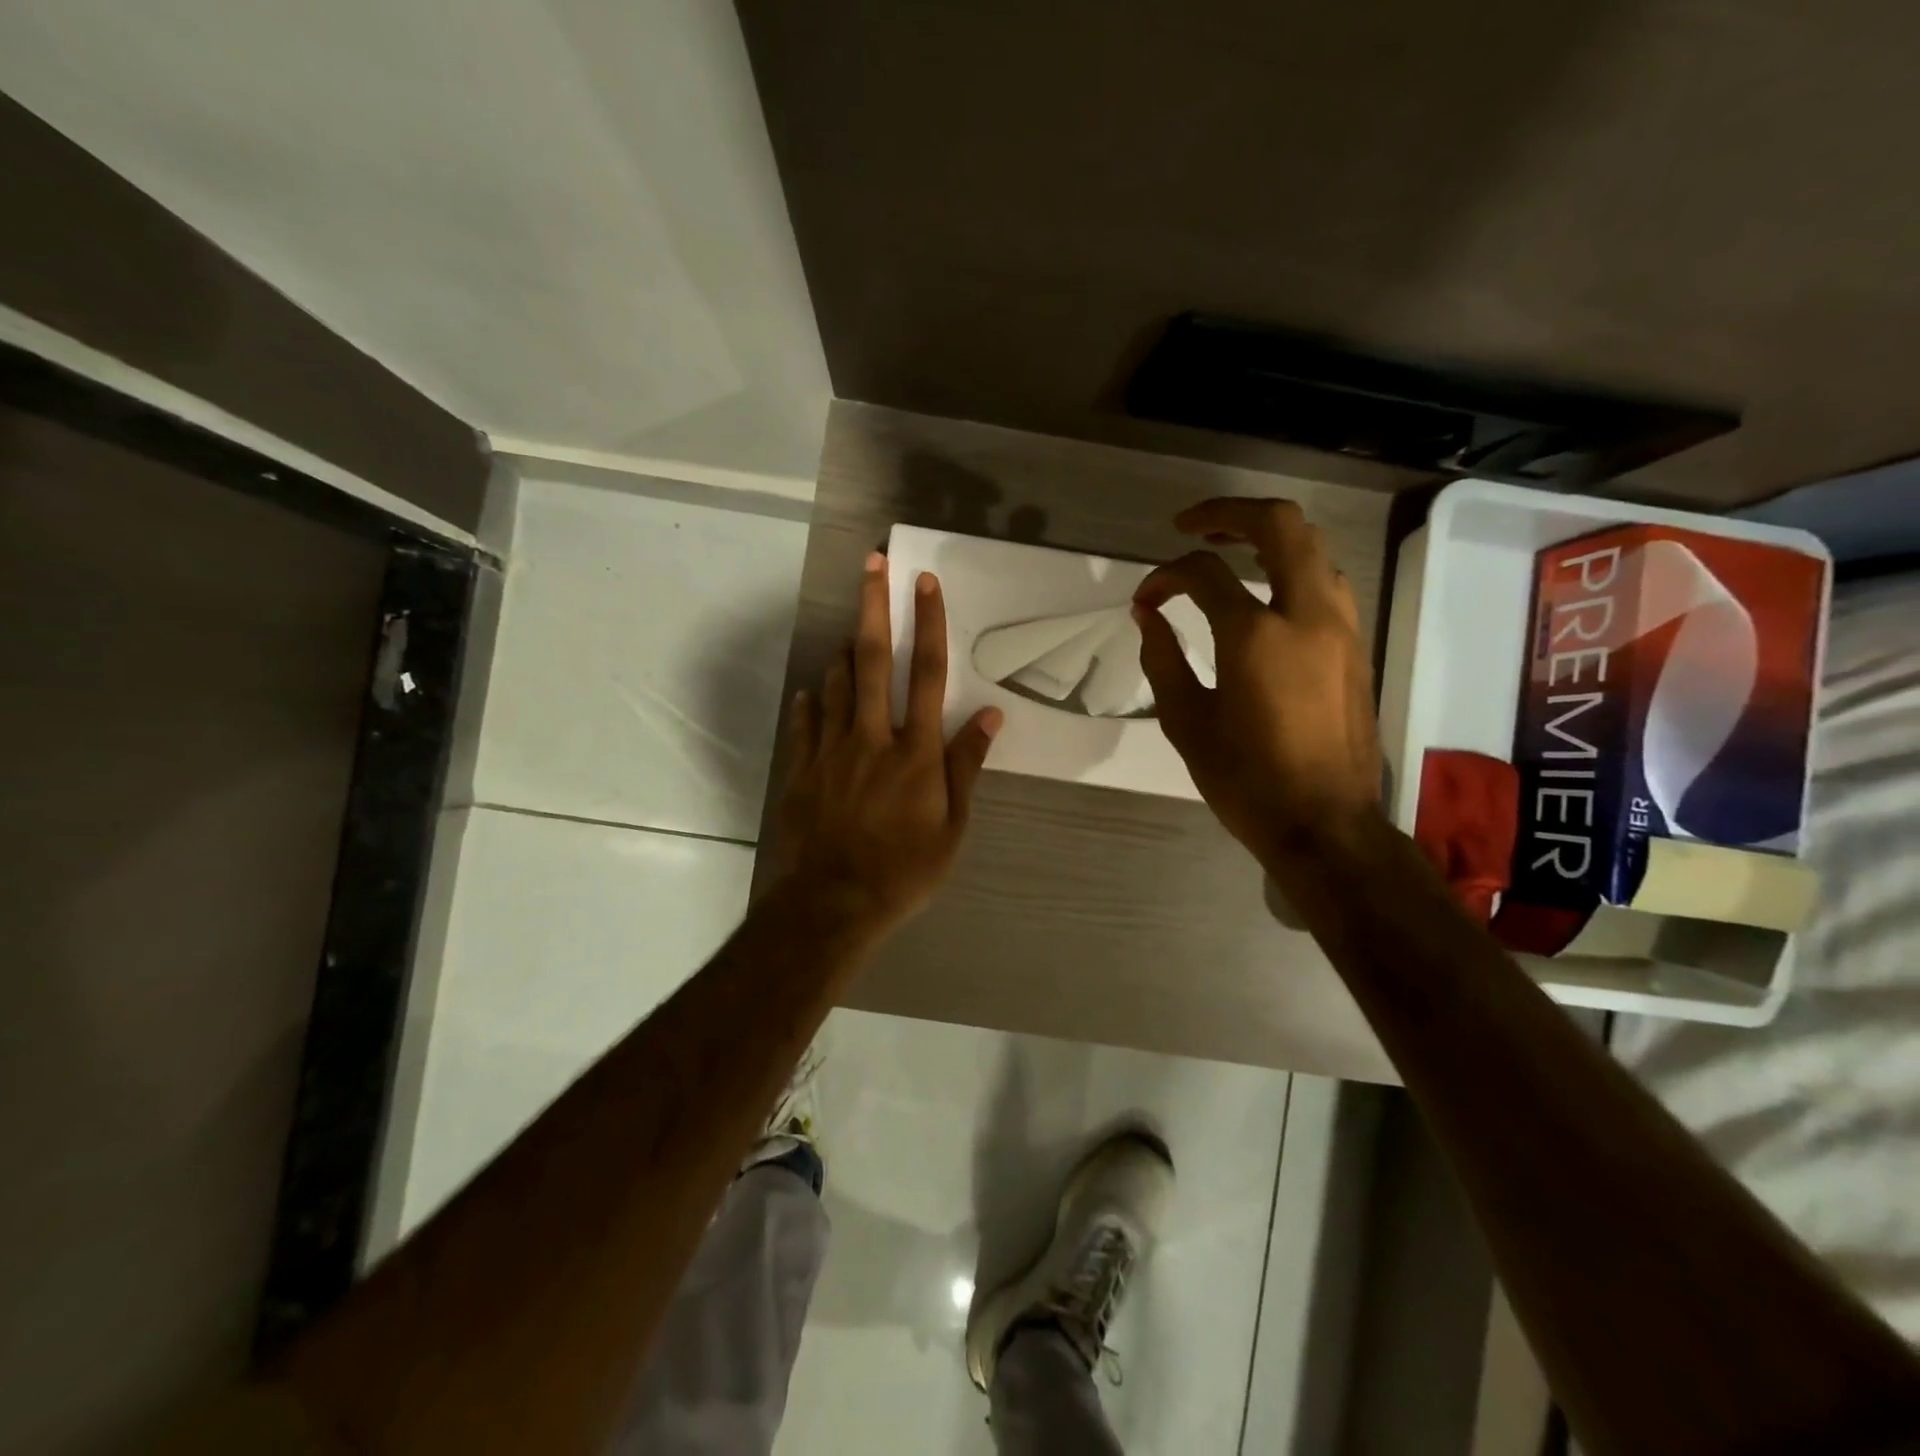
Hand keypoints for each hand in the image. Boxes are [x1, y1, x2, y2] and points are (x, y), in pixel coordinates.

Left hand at [775, 552, 1001, 935]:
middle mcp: (873, 737)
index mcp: (916, 751)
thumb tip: (989, 715)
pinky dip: (812, 702)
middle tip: (871, 564)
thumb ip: (967, 766)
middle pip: (874, 660)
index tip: (925, 583)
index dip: (929, 624)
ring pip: (837, 683)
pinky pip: (806, 722)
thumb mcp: (952, 826)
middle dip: (874, 606)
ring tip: (854, 634)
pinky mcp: (802, 769)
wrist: (833, 903)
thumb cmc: (905, 869)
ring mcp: (831, 750)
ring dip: (847, 652)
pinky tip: (813, 693)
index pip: (927, 673)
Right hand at [1133, 498, 1380, 870]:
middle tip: (1191, 527)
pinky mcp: (1356, 647)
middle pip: (1280, 525)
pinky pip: (1327, 583)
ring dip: (1269, 538)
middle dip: (1230, 513)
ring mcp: (1341, 627)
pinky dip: (1293, 570)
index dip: (1165, 575)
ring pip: (1313, 548)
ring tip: (1230, 553)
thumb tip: (1148, 615)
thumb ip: (1162, 658)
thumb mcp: (1186, 721)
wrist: (1324, 824)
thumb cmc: (1245, 779)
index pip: (1203, 573)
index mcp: (1255, 634)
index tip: (1145, 599)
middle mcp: (1306, 614)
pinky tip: (1265, 595)